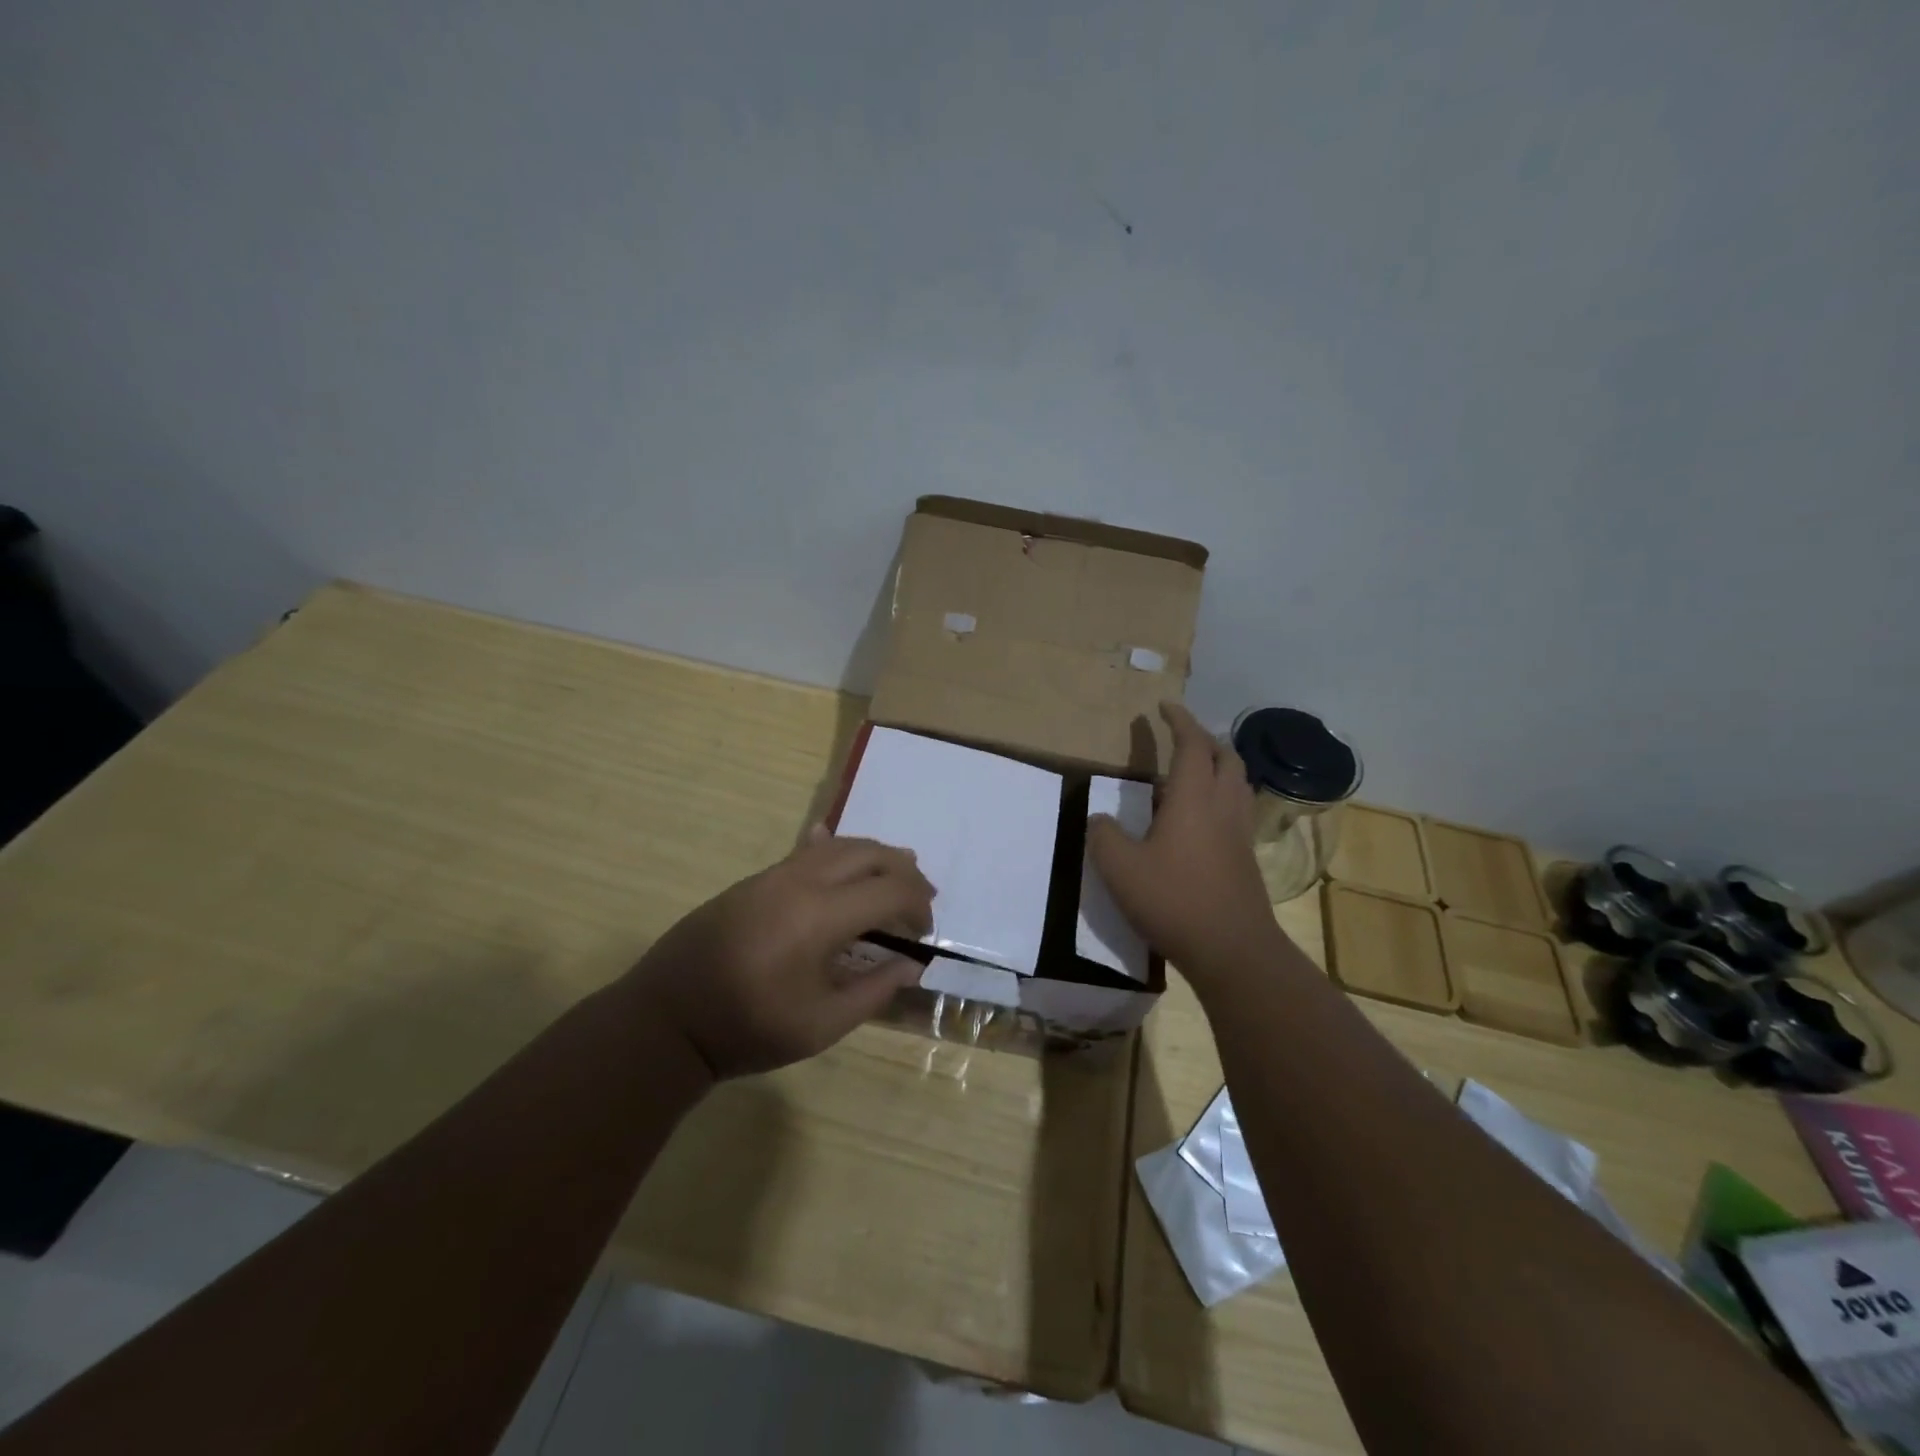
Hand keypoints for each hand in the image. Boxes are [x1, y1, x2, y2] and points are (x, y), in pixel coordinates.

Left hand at [625, 827, 934, 1078]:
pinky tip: (838, 850)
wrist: (668, 1018)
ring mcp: (775, 875)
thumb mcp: (821, 1025)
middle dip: (904, 871)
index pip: (890, 890)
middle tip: (921, 899)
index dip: (918, 906)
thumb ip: (874, 991)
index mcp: (821, 916)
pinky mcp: (755, 880)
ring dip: (874, 855)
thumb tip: (912, 964)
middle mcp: (802, 881)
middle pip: (870, 854)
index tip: (925, 932)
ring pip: (839, 845)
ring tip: (894, 874)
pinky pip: (806, 851)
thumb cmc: (748, 1029)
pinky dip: (837, 851)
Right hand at [1087, 701, 1276, 978]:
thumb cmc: (1173, 900)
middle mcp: (1222, 807)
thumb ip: (1104, 836)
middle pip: (1226, 758)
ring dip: (1219, 767)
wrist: (1232, 950)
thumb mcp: (1119, 868)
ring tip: (1192, 773)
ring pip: (1237, 784)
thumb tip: (1100, 819)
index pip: (1192, 745)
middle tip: (1181, 738)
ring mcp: (1239, 834)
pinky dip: (1221, 797)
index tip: (1164, 706)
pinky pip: (1237, 811)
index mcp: (1192, 799)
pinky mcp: (1246, 859)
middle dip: (1205, 740)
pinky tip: (1201, 819)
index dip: (1179, 721)